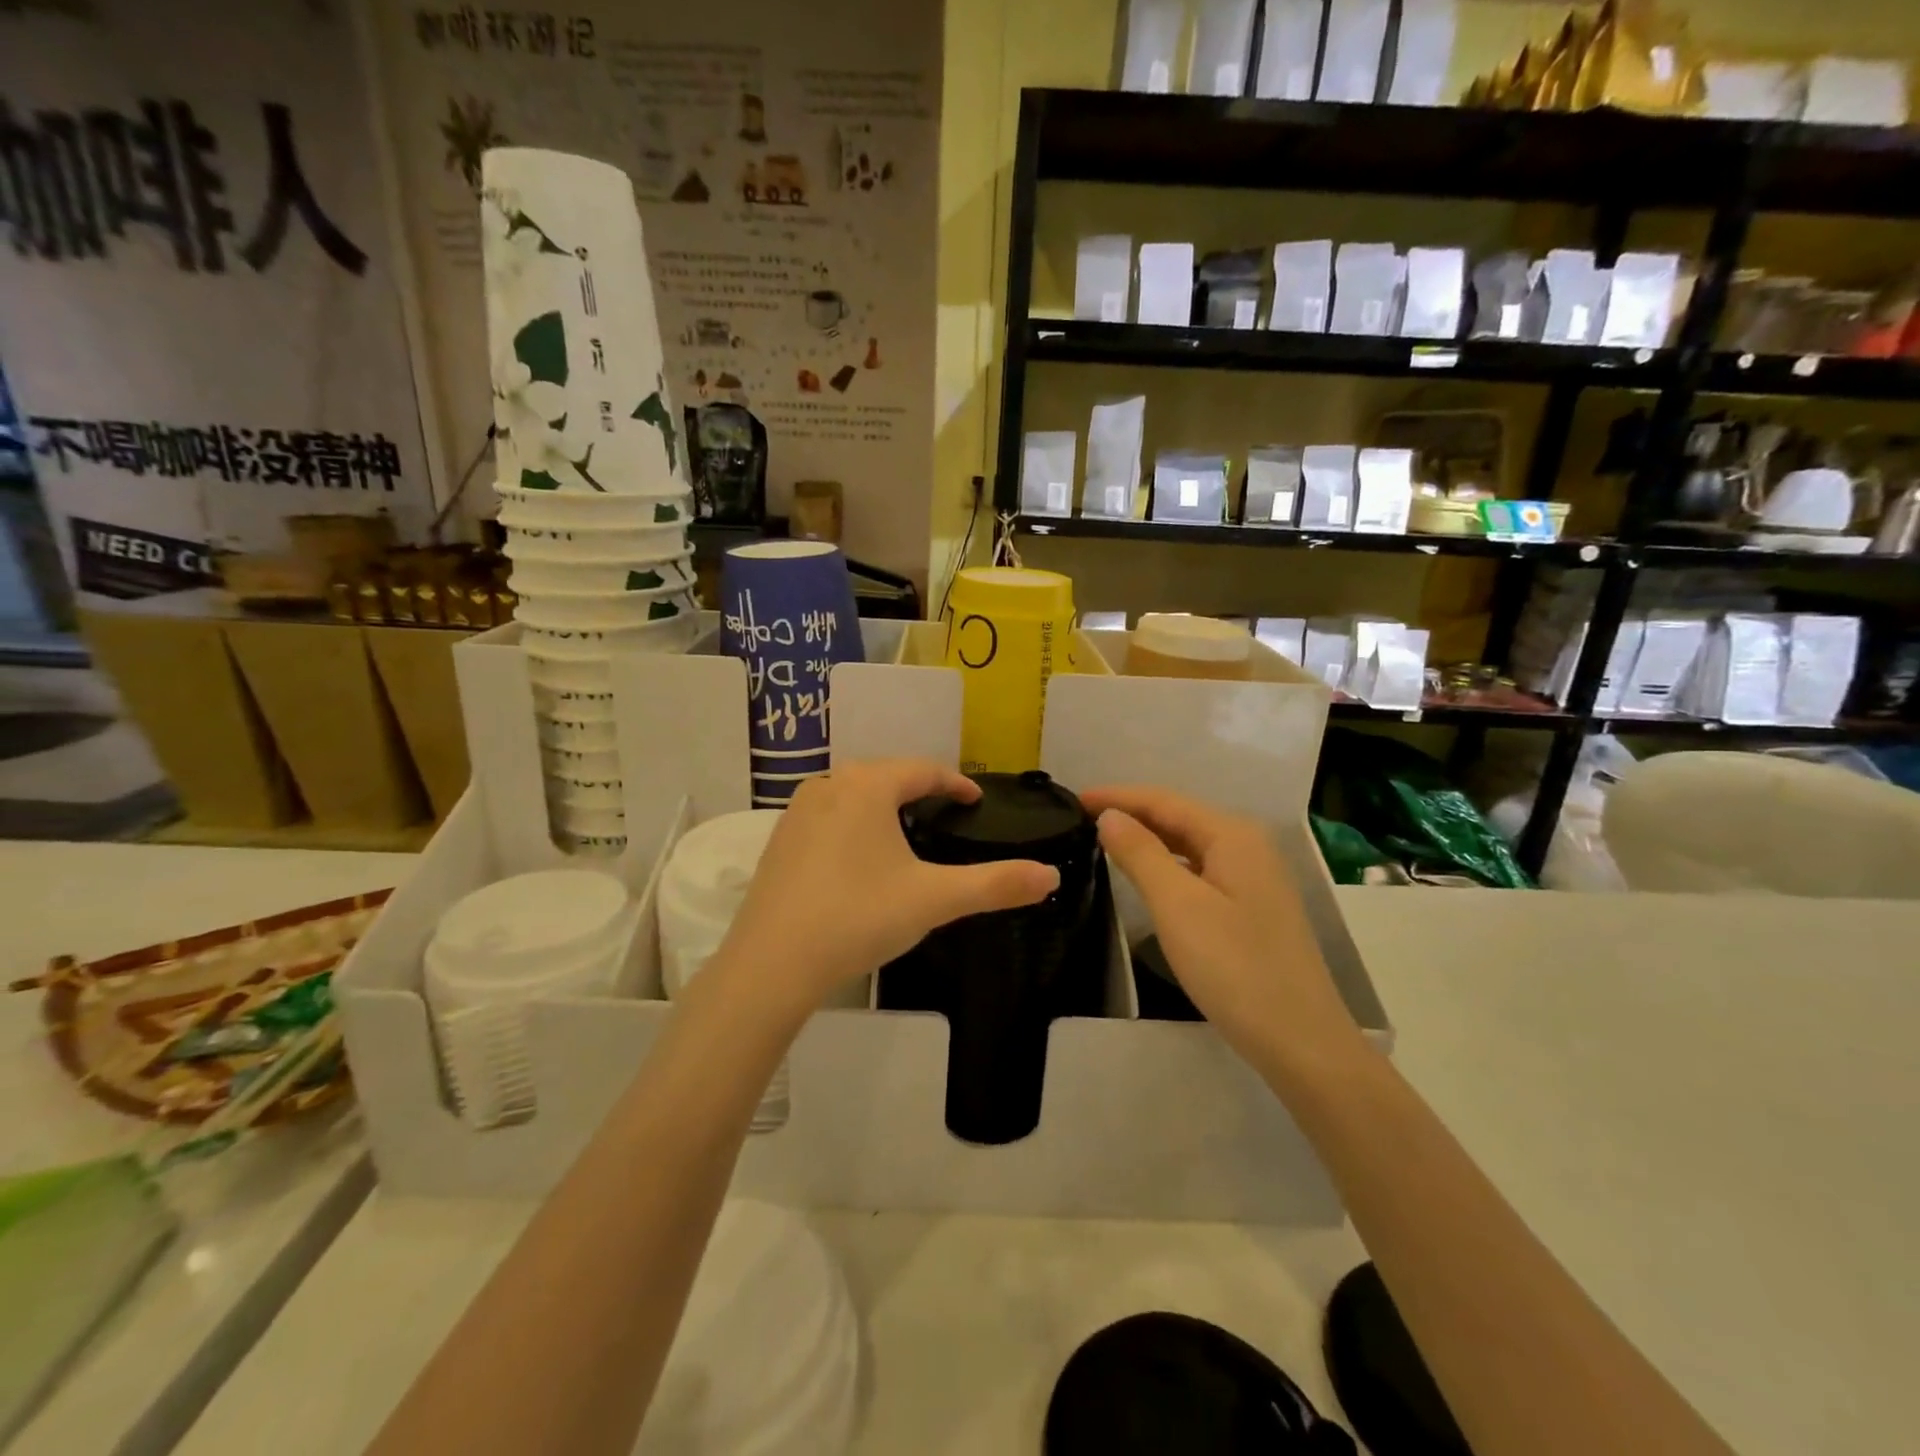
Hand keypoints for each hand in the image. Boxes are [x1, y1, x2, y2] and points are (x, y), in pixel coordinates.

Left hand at [717, 761, 1059, 1015]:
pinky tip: (859, 858)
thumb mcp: (934, 899)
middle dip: (920, 791)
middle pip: (887, 776)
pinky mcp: (778, 841)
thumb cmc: (858, 917)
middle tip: (947, 816)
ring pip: (853, 794)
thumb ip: (995, 884)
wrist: (771, 964)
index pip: (924, 770)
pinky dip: (853, 825)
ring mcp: (797, 812)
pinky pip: (828, 817)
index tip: (977, 800)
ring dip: (883, 805)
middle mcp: (830, 785)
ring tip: (907, 832)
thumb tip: (1051, 874)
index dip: (956, 783)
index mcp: (868, 786)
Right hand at [1080, 787, 1362, 1060]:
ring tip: (1103, 841)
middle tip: (1080, 820)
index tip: (1074, 798)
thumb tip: (1109, 816)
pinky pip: (1199, 869)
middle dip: (1131, 814)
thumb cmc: (1234, 967)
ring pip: (1190, 844)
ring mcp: (1254, 877)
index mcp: (1232, 835)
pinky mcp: (1251, 907)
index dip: (1117, 796)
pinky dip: (1167, 866)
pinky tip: (1147, 877)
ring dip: (1148, 839)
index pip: (1163, 800)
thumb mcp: (1177, 906)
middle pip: (1179, 817)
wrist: (1301, 1041)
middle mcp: (1247, 845)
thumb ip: (1140, 853)